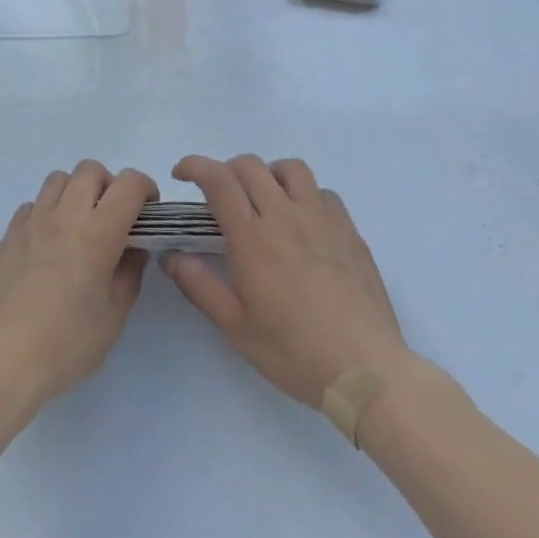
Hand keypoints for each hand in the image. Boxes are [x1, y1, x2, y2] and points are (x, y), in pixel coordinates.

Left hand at [0, 161, 158, 407]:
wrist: (5, 358)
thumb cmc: (68, 342)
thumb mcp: (115, 314)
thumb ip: (130, 271)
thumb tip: (134, 247)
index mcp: (97, 232)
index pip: (128, 184)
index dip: (145, 187)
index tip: (148, 210)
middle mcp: (65, 215)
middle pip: (90, 169)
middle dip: (109, 184)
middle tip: (112, 217)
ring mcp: (32, 221)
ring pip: (58, 179)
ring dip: (75, 192)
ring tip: (78, 225)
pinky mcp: (8, 234)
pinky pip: (32, 204)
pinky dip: (47, 212)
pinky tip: (48, 243)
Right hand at [161, 154, 407, 408]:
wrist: (367, 371)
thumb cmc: (294, 352)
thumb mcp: (236, 327)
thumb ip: (199, 285)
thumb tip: (171, 255)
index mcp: (253, 237)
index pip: (218, 179)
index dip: (195, 166)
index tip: (181, 174)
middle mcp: (285, 216)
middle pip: (250, 166)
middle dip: (226, 170)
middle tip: (219, 196)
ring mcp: (322, 219)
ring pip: (290, 169)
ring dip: (268, 175)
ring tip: (264, 200)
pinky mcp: (349, 231)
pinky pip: (323, 193)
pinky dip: (304, 195)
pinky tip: (303, 223)